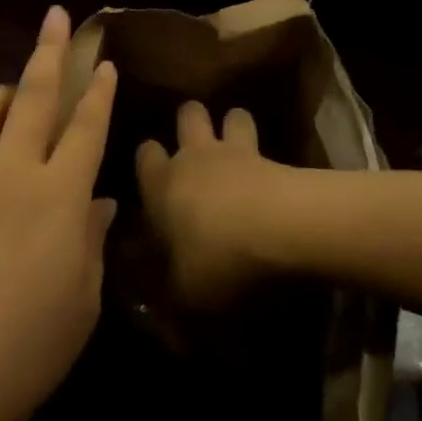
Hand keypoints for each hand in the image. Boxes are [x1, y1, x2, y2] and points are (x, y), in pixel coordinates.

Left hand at [0, 6, 117, 420]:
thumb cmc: (14, 354)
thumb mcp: (77, 309)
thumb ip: (91, 246)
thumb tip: (98, 205)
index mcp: (57, 196)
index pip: (84, 127)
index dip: (97, 92)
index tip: (103, 61)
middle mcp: (11, 172)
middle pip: (32, 94)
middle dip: (48, 50)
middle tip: (54, 15)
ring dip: (2, 88)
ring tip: (15, 92)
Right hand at [136, 101, 289, 308]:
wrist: (276, 229)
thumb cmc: (216, 259)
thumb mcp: (184, 294)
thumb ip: (169, 293)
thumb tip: (162, 306)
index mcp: (161, 183)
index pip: (145, 154)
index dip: (149, 160)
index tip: (153, 177)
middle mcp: (194, 157)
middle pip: (188, 114)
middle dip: (190, 121)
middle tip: (196, 144)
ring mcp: (236, 151)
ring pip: (232, 115)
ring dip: (233, 127)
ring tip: (237, 147)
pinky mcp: (273, 157)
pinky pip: (266, 142)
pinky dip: (266, 155)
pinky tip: (271, 172)